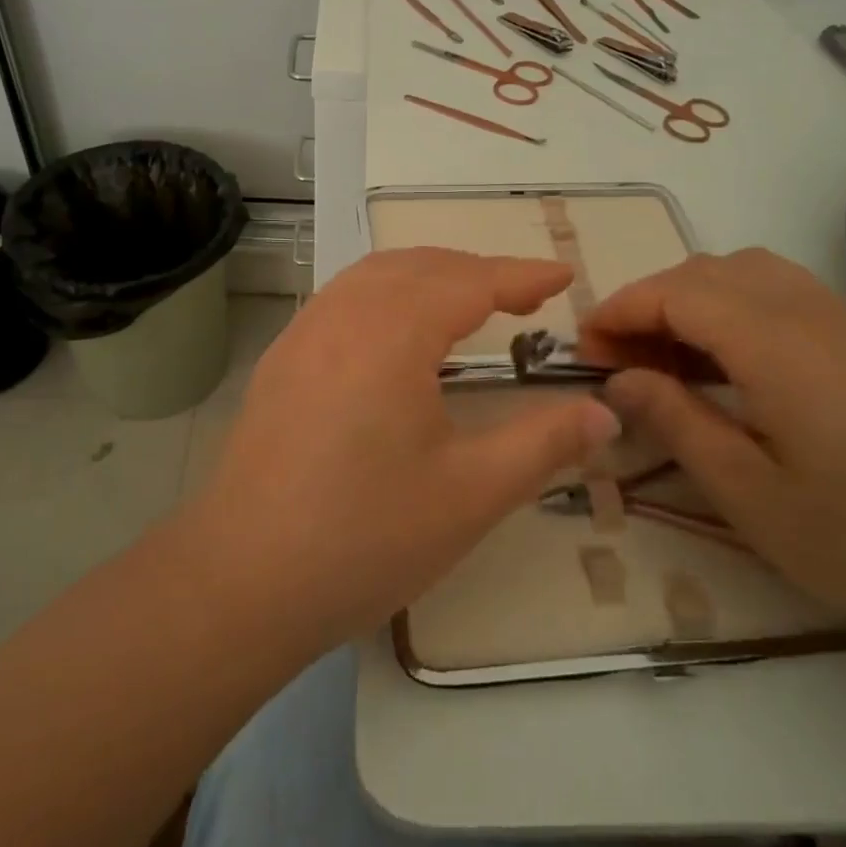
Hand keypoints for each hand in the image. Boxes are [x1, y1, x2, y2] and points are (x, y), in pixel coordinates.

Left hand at [192, 249, 618, 649]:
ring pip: (375, 275)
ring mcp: (303, 334)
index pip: (471, 281)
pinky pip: (343, 299)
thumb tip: (604, 413)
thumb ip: (544, 443)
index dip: (522, 275)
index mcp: (393, 332)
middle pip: (421, 266)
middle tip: (524, 295)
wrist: (241, 581)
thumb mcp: (471, 493)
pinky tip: (396, 333)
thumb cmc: (365, 536)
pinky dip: (386, 293)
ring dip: (428, 274)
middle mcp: (343, 315)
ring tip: (468, 300)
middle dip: (478, 270)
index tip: (563, 275)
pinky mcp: (280, 361)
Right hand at [579, 249, 845, 626]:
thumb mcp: (749, 492)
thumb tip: (618, 379)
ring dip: (690, 301)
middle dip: (649, 302)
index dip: (621, 310)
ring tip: (665, 359)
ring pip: (744, 273)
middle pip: (706, 271)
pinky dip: (731, 310)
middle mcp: (805, 309)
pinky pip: (778, 293)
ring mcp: (841, 319)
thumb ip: (676, 421)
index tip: (584, 347)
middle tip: (619, 359)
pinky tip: (726, 366)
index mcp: (773, 342)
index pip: (675, 292)